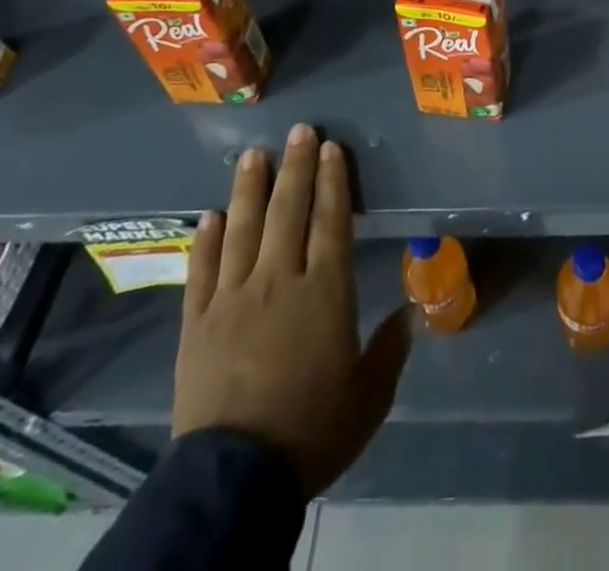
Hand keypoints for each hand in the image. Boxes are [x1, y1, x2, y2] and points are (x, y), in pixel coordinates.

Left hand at [173, 123, 413, 495]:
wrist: (236, 478)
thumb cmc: (311, 430)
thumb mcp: (368, 397)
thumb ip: (390, 350)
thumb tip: (411, 313)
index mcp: (324, 291)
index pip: (331, 220)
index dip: (332, 180)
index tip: (331, 148)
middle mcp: (279, 280)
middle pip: (289, 211)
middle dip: (296, 167)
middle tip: (300, 131)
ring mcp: (233, 298)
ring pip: (243, 228)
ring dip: (250, 188)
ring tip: (254, 154)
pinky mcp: (197, 322)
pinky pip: (202, 270)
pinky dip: (207, 239)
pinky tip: (211, 215)